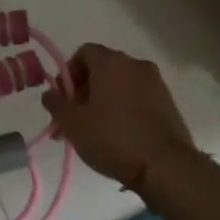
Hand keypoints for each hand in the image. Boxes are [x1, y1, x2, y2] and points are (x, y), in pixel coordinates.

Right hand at [41, 43, 198, 192]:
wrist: (166, 167)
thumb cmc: (113, 138)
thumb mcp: (72, 123)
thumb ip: (56, 104)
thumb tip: (50, 94)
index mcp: (112, 62)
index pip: (84, 53)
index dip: (68, 73)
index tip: (63, 100)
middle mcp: (136, 65)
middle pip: (102, 70)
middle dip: (83, 92)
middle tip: (73, 121)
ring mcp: (156, 84)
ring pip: (120, 86)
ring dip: (102, 103)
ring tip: (92, 133)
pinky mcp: (169, 104)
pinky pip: (137, 99)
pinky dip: (123, 110)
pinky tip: (117, 137)